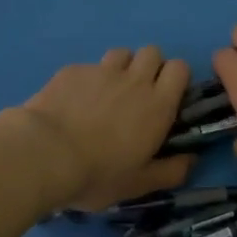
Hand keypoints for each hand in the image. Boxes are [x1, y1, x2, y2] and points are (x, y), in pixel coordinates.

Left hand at [20, 47, 193, 211]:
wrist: (43, 155)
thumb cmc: (98, 174)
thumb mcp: (139, 184)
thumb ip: (171, 172)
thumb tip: (193, 160)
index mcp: (158, 105)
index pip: (180, 68)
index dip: (175, 78)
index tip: (167, 97)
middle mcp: (134, 80)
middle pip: (152, 52)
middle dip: (149, 67)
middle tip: (137, 94)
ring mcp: (101, 71)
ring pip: (121, 53)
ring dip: (121, 67)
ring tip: (107, 93)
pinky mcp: (72, 71)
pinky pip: (88, 66)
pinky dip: (88, 79)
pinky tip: (74, 101)